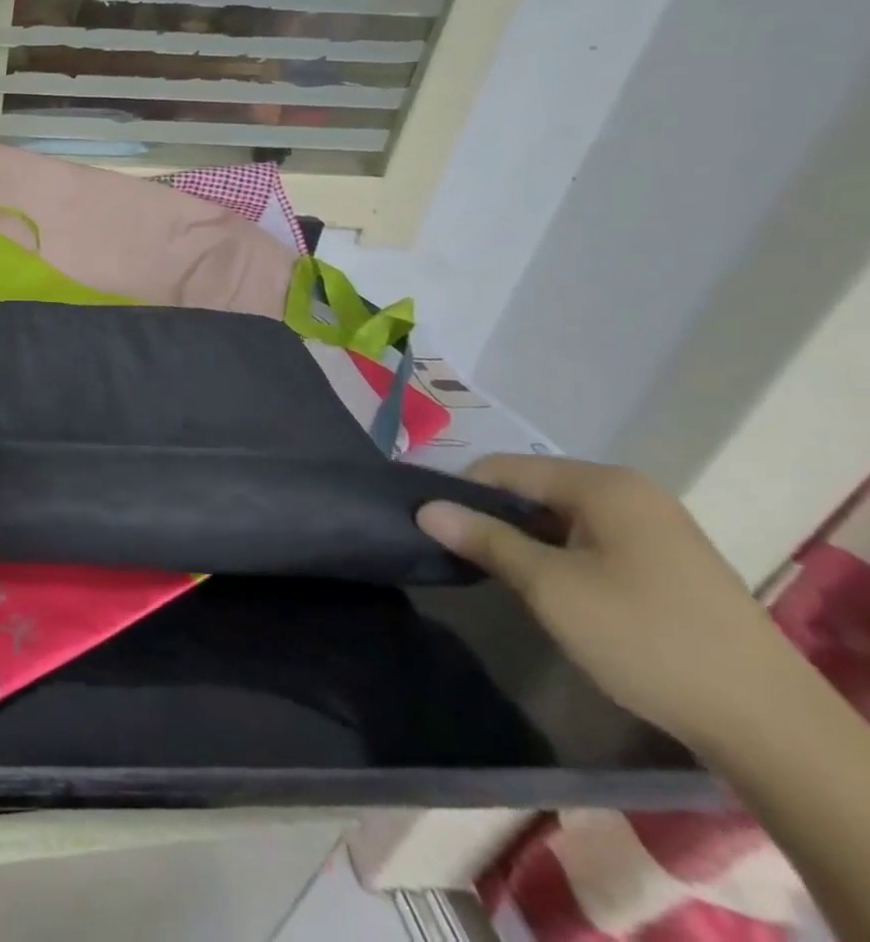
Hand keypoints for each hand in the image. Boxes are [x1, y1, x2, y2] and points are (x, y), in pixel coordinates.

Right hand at [418, 454, 798, 753]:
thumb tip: (425, 508)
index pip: (504, 468)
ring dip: (525, 541)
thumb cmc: (646, 638)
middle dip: (492, 517)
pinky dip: (559, 557)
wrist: (771, 727)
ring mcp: (656, 530)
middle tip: (457, 552)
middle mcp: (631, 494)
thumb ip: (484, 539)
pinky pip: (591, 542)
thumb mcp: (549, 586)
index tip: (427, 522)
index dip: (460, 491)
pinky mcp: (669, 565)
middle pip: (533, 490)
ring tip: (496, 573)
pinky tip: (549, 590)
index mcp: (603, 485)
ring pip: (560, 519)